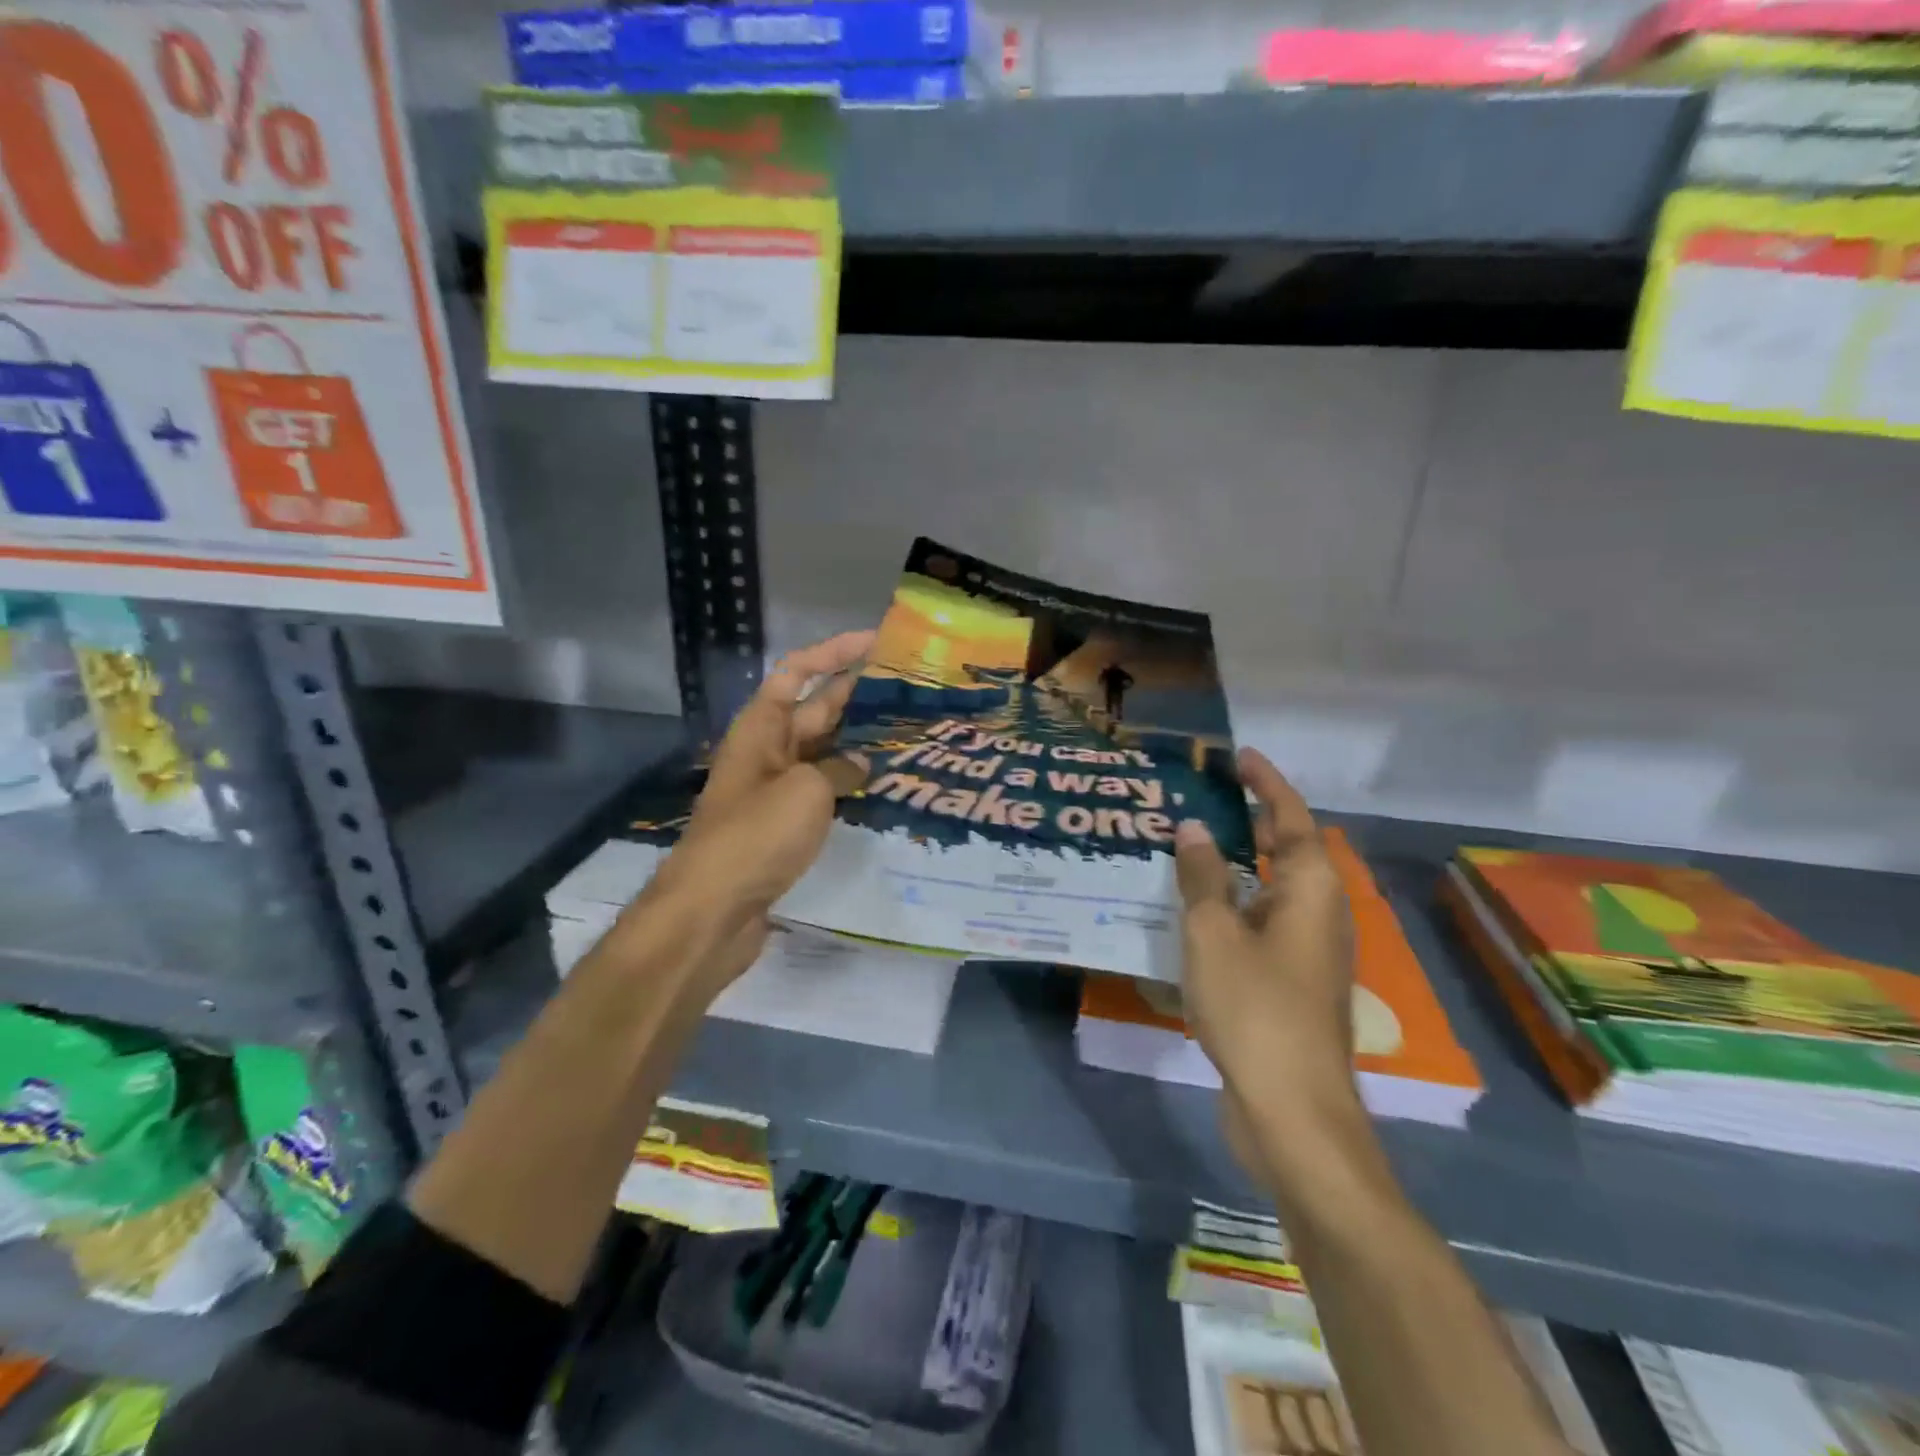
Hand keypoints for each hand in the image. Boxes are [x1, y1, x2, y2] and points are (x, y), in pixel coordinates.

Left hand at [645, 631, 874, 990]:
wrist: (712, 909)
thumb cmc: (755, 835)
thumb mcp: (805, 791)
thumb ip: (839, 769)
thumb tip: (860, 764)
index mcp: (761, 728)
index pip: (796, 672)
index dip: (833, 652)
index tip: (874, 643)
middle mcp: (767, 751)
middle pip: (814, 710)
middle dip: (854, 693)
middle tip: (905, 687)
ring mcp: (774, 789)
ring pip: (822, 752)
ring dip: (857, 740)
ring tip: (904, 731)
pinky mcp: (783, 825)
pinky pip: (821, 789)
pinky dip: (848, 782)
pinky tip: (881, 783)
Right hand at [1173, 748, 1361, 1171]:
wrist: (1292, 1109)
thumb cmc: (1255, 1008)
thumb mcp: (1214, 934)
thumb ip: (1203, 877)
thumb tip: (1195, 829)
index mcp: (1311, 891)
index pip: (1292, 818)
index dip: (1267, 784)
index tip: (1240, 758)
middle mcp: (1319, 914)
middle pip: (1291, 850)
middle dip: (1255, 820)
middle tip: (1208, 799)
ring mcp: (1309, 951)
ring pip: (1275, 889)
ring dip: (1242, 863)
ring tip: (1194, 847)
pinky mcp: (1293, 982)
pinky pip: (1264, 921)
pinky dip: (1237, 902)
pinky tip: (1198, 910)